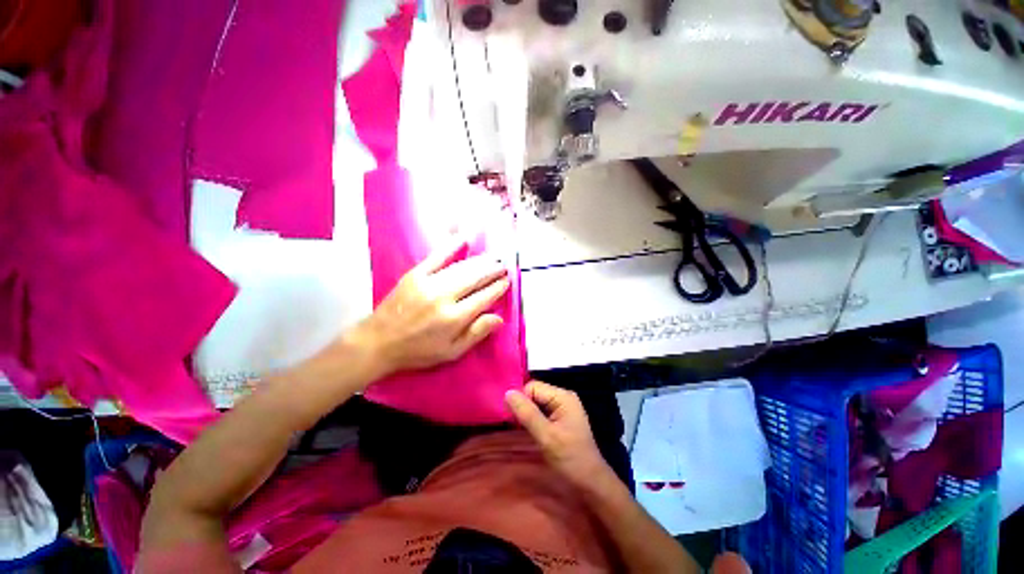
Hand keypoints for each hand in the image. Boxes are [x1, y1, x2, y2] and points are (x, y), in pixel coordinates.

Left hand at [347, 237, 509, 378]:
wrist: (378, 341)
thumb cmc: (418, 351)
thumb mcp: (451, 352)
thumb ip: (476, 334)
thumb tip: (499, 318)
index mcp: (454, 318)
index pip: (484, 297)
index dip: (498, 288)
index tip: (507, 281)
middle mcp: (444, 297)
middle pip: (475, 278)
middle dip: (493, 270)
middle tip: (504, 265)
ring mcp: (428, 283)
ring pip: (461, 267)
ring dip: (480, 261)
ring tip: (493, 258)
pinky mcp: (415, 274)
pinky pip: (436, 257)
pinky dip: (450, 246)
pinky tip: (463, 238)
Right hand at [505, 381, 608, 486]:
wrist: (590, 482)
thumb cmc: (570, 458)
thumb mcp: (546, 436)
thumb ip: (527, 413)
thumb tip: (508, 392)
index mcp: (563, 396)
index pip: (533, 387)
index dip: (521, 400)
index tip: (514, 419)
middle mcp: (563, 397)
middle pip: (534, 393)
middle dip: (524, 407)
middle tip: (517, 426)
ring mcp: (562, 407)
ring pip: (536, 402)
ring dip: (528, 414)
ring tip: (523, 430)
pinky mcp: (560, 418)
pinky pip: (541, 411)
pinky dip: (533, 419)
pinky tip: (531, 431)